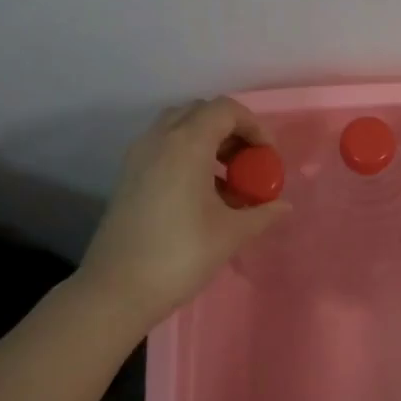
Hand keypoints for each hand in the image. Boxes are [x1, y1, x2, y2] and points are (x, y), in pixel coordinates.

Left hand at [80, 97, 289, 327]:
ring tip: (228, 180)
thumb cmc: (180, 255)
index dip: (254, 126)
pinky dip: (187, 156)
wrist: (117, 290)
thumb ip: (262, 212)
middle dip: (230, 130)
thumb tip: (283, 206)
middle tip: (249, 163)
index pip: (225, 109)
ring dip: (208, 142)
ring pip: (178, 127)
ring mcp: (138, 156)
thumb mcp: (231, 233)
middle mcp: (159, 139)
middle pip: (200, 112)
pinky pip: (163, 147)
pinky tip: (202, 194)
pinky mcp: (128, 176)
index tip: (268, 158)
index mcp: (186, 144)